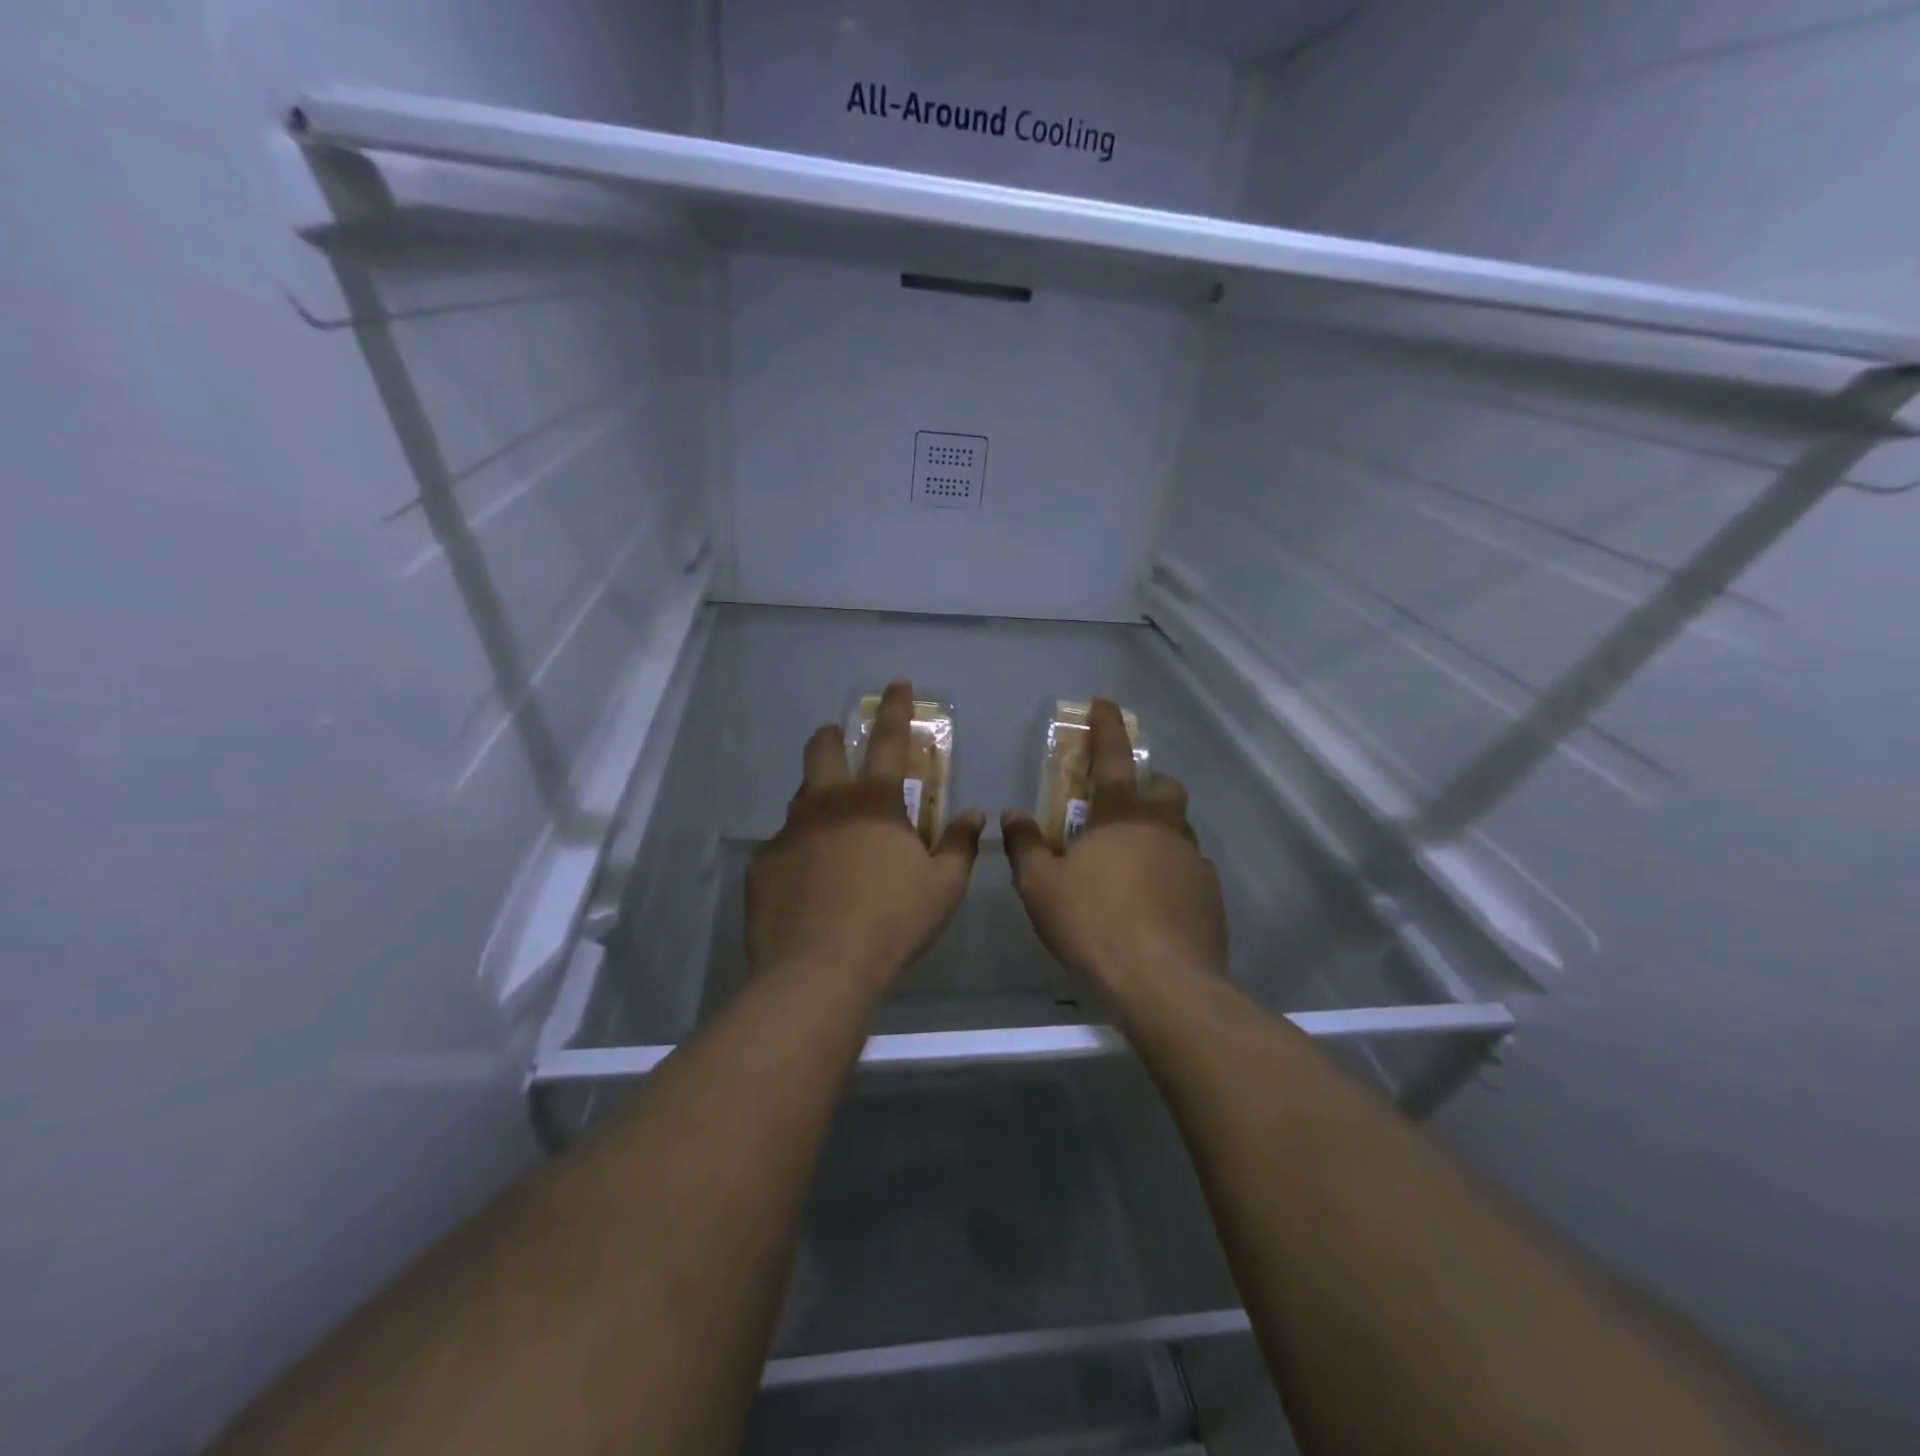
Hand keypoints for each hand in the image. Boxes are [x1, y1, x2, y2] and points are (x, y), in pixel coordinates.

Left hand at [748, 681, 985, 991]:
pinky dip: (798, 849)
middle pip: (824, 749)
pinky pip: (782, 845)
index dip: (896, 708)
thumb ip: (960, 845)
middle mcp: (826, 804)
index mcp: (874, 802)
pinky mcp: (763, 864)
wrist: (819, 969)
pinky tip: (807, 879)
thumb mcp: (943, 887)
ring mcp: (788, 832)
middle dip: (834, 736)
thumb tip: (974, 815)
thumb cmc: (893, 922)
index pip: (890, 740)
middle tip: (841, 740)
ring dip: (816, 795)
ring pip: (800, 796)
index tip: (897, 683)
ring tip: (829, 821)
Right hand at [1002, 699, 1227, 998]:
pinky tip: (1156, 902)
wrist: (1162, 984)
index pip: (1113, 757)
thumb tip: (1012, 815)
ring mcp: (1193, 862)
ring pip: (1181, 830)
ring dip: (1160, 832)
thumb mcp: (1041, 887)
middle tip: (1123, 806)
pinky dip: (1173, 873)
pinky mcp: (1211, 897)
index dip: (1107, 727)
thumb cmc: (1093, 925)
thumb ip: (1026, 846)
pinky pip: (1192, 870)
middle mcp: (1164, 829)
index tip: (1105, 703)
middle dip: (1148, 784)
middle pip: (1165, 788)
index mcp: (1121, 817)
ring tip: (1134, 862)